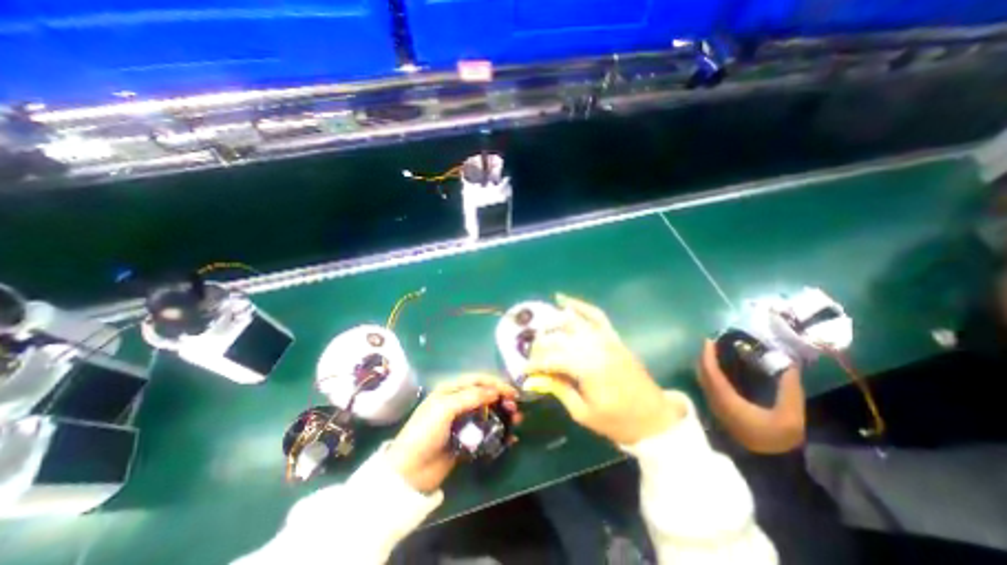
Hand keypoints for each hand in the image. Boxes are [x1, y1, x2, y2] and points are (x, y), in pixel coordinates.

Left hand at [389, 375, 523, 494]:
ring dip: (504, 415)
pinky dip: (500, 434)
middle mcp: (458, 403)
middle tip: (514, 408)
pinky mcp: (467, 440)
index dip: (496, 383)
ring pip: (489, 414)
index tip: (512, 391)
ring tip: (516, 421)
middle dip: (502, 399)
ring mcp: (463, 422)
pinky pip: (487, 433)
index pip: (478, 381)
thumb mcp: (445, 408)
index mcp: (451, 391)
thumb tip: (495, 390)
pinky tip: (510, 438)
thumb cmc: (424, 432)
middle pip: (485, 396)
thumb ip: (470, 397)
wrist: (409, 472)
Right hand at [528, 297, 683, 446]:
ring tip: (540, 330)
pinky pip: (595, 315)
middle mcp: (594, 346)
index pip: (551, 358)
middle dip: (540, 346)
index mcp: (587, 368)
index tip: (524, 371)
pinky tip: (564, 300)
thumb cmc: (617, 420)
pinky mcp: (612, 336)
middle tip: (531, 356)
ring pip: (573, 322)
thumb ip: (560, 390)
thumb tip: (540, 376)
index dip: (534, 364)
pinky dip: (579, 305)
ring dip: (553, 323)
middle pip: (559, 339)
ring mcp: (605, 338)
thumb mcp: (583, 413)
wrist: (654, 417)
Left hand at [698, 339, 808, 451]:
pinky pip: (707, 385)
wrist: (770, 465)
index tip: (708, 341)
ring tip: (714, 352)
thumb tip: (789, 366)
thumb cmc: (778, 438)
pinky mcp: (718, 409)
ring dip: (705, 364)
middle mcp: (714, 400)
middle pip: (702, 373)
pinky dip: (709, 373)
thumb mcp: (791, 416)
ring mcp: (714, 405)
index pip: (710, 372)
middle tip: (711, 343)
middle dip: (704, 356)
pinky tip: (719, 369)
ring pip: (703, 379)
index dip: (707, 355)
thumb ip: (790, 390)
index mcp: (726, 400)